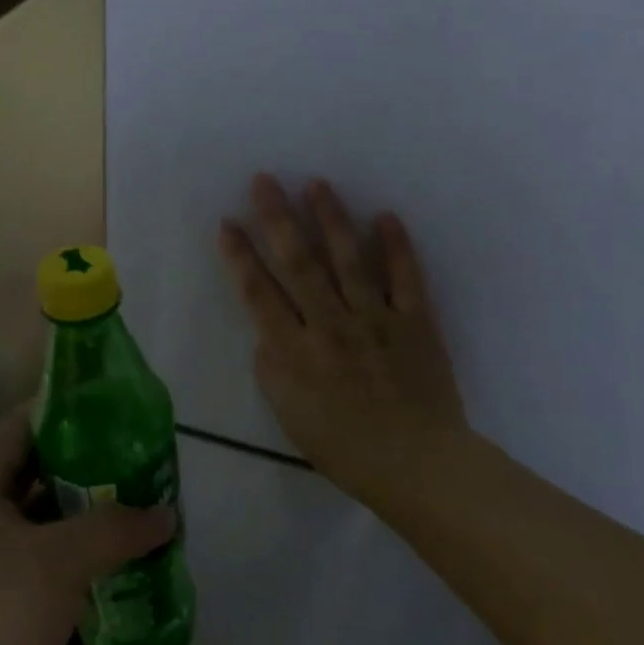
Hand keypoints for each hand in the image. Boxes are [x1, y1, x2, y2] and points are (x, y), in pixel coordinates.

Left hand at [0, 405, 174, 644]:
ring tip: (138, 494)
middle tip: (136, 452)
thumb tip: (167, 514)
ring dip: (87, 504)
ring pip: (45, 510)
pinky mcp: (2, 589)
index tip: (112, 405)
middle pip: (37, 465)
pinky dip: (80, 544)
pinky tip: (120, 546)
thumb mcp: (62, 560)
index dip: (64, 409)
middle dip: (87, 459)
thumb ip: (116, 527)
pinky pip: (47, 549)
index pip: (22, 423)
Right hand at [219, 174, 470, 505]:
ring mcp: (375, 320)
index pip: (258, 293)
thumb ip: (272, 366)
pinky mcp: (415, 322)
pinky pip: (406, 279)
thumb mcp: (288, 414)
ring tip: (317, 183)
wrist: (416, 464)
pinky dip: (397, 247)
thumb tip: (269, 330)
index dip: (240, 256)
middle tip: (265, 180)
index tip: (227, 222)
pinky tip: (385, 216)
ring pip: (349, 260)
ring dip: (331, 219)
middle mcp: (330, 326)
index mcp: (295, 351)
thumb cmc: (343, 446)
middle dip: (278, 218)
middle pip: (299, 264)